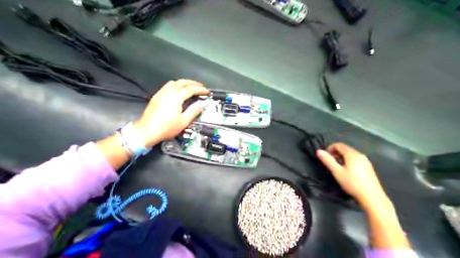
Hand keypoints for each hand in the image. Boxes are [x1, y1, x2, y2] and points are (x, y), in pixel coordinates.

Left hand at [134, 79, 209, 146]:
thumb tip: (203, 103)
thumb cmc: (166, 128)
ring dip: (184, 83)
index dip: (200, 89)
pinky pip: (168, 86)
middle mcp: (168, 92)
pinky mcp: (156, 96)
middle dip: (193, 83)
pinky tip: (178, 91)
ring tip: (191, 87)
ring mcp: (161, 93)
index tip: (207, 92)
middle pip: (182, 82)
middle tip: (201, 87)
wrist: (146, 131)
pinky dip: (176, 85)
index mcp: (176, 98)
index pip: (190, 89)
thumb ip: (194, 111)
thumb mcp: (183, 122)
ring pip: (174, 82)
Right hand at [319, 143, 389, 206]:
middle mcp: (360, 155)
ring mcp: (366, 161)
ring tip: (337, 168)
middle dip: (335, 153)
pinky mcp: (368, 168)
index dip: (330, 148)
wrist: (372, 197)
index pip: (339, 145)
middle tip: (330, 163)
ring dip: (341, 158)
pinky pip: (356, 160)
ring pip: (350, 154)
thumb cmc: (352, 184)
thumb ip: (328, 160)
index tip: (325, 157)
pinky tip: (347, 172)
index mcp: (352, 154)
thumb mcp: (337, 172)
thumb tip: (319, 151)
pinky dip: (348, 161)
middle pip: (345, 149)